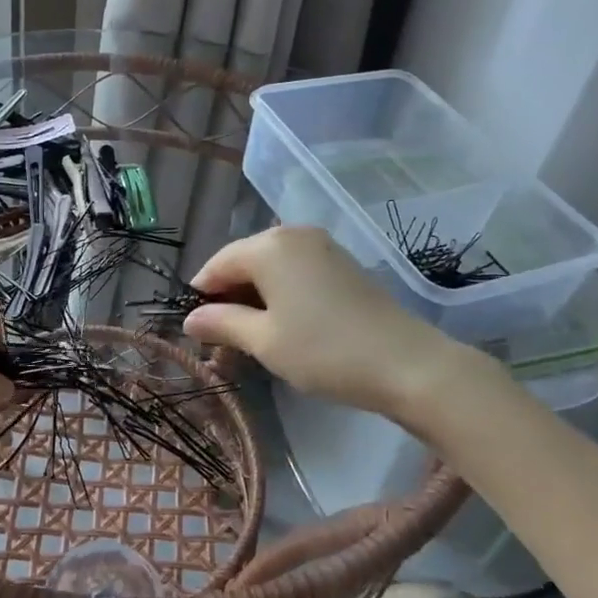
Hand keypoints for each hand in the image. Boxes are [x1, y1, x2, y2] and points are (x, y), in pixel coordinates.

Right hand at [184, 225, 487, 421]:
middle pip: (244, 261)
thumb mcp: (264, 341)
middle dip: (229, 298)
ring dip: (255, 298)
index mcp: (268, 246)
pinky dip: (281, 294)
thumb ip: (222, 323)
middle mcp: (292, 234)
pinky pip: (296, 271)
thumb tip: (189, 319)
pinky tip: (285, 324)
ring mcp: (321, 246)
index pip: (218, 264)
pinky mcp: (342, 262)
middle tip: (223, 342)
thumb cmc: (324, 351)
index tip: (197, 331)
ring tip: (252, 338)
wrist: (407, 363)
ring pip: (271, 267)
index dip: (202, 296)